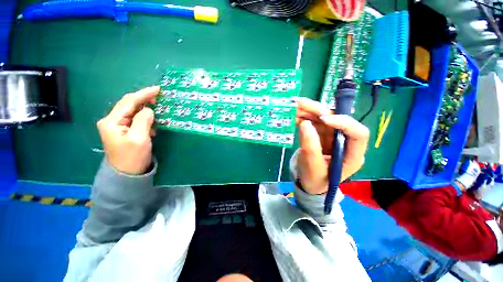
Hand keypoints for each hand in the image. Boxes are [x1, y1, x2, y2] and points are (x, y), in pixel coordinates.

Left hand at [97, 86, 158, 174]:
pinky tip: (152, 120)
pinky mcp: (124, 131)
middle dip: (144, 99)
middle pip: (129, 104)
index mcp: (112, 121)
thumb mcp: (140, 138)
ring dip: (145, 108)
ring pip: (132, 111)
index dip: (143, 94)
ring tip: (157, 106)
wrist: (127, 174)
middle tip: (159, 96)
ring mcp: (117, 126)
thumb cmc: (133, 157)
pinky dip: (144, 117)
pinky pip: (135, 119)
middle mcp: (112, 121)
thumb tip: (149, 110)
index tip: (158, 89)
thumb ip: (143, 120)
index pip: (129, 102)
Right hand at [296, 98, 369, 194]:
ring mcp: (332, 137)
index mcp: (352, 155)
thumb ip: (310, 146)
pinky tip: (294, 114)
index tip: (323, 119)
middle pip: (336, 121)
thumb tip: (305, 124)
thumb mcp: (312, 167)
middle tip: (300, 103)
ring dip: (308, 111)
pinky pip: (313, 123)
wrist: (309, 183)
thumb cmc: (315, 179)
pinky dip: (303, 117)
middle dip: (318, 111)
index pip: (358, 134)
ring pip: (323, 118)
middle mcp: (344, 142)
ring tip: (293, 105)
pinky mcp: (321, 135)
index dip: (344, 122)